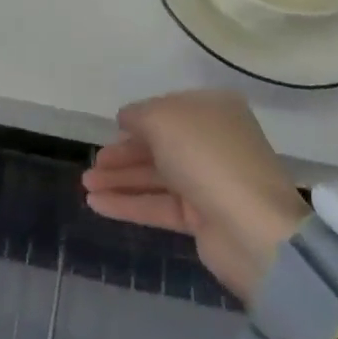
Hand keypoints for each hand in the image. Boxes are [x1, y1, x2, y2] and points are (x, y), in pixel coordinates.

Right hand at [82, 90, 309, 302]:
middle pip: (160, 144)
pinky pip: (158, 205)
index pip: (168, 109)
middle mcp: (212, 142)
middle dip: (124, 153)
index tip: (112, 129)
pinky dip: (128, 203)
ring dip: (120, 180)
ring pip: (156, 176)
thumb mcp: (163, 119)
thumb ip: (138, 115)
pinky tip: (97, 204)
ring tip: (85, 185)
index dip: (139, 119)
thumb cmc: (206, 156)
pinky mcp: (202, 219)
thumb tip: (126, 119)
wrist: (252, 229)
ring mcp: (208, 181)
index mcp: (213, 109)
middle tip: (93, 164)